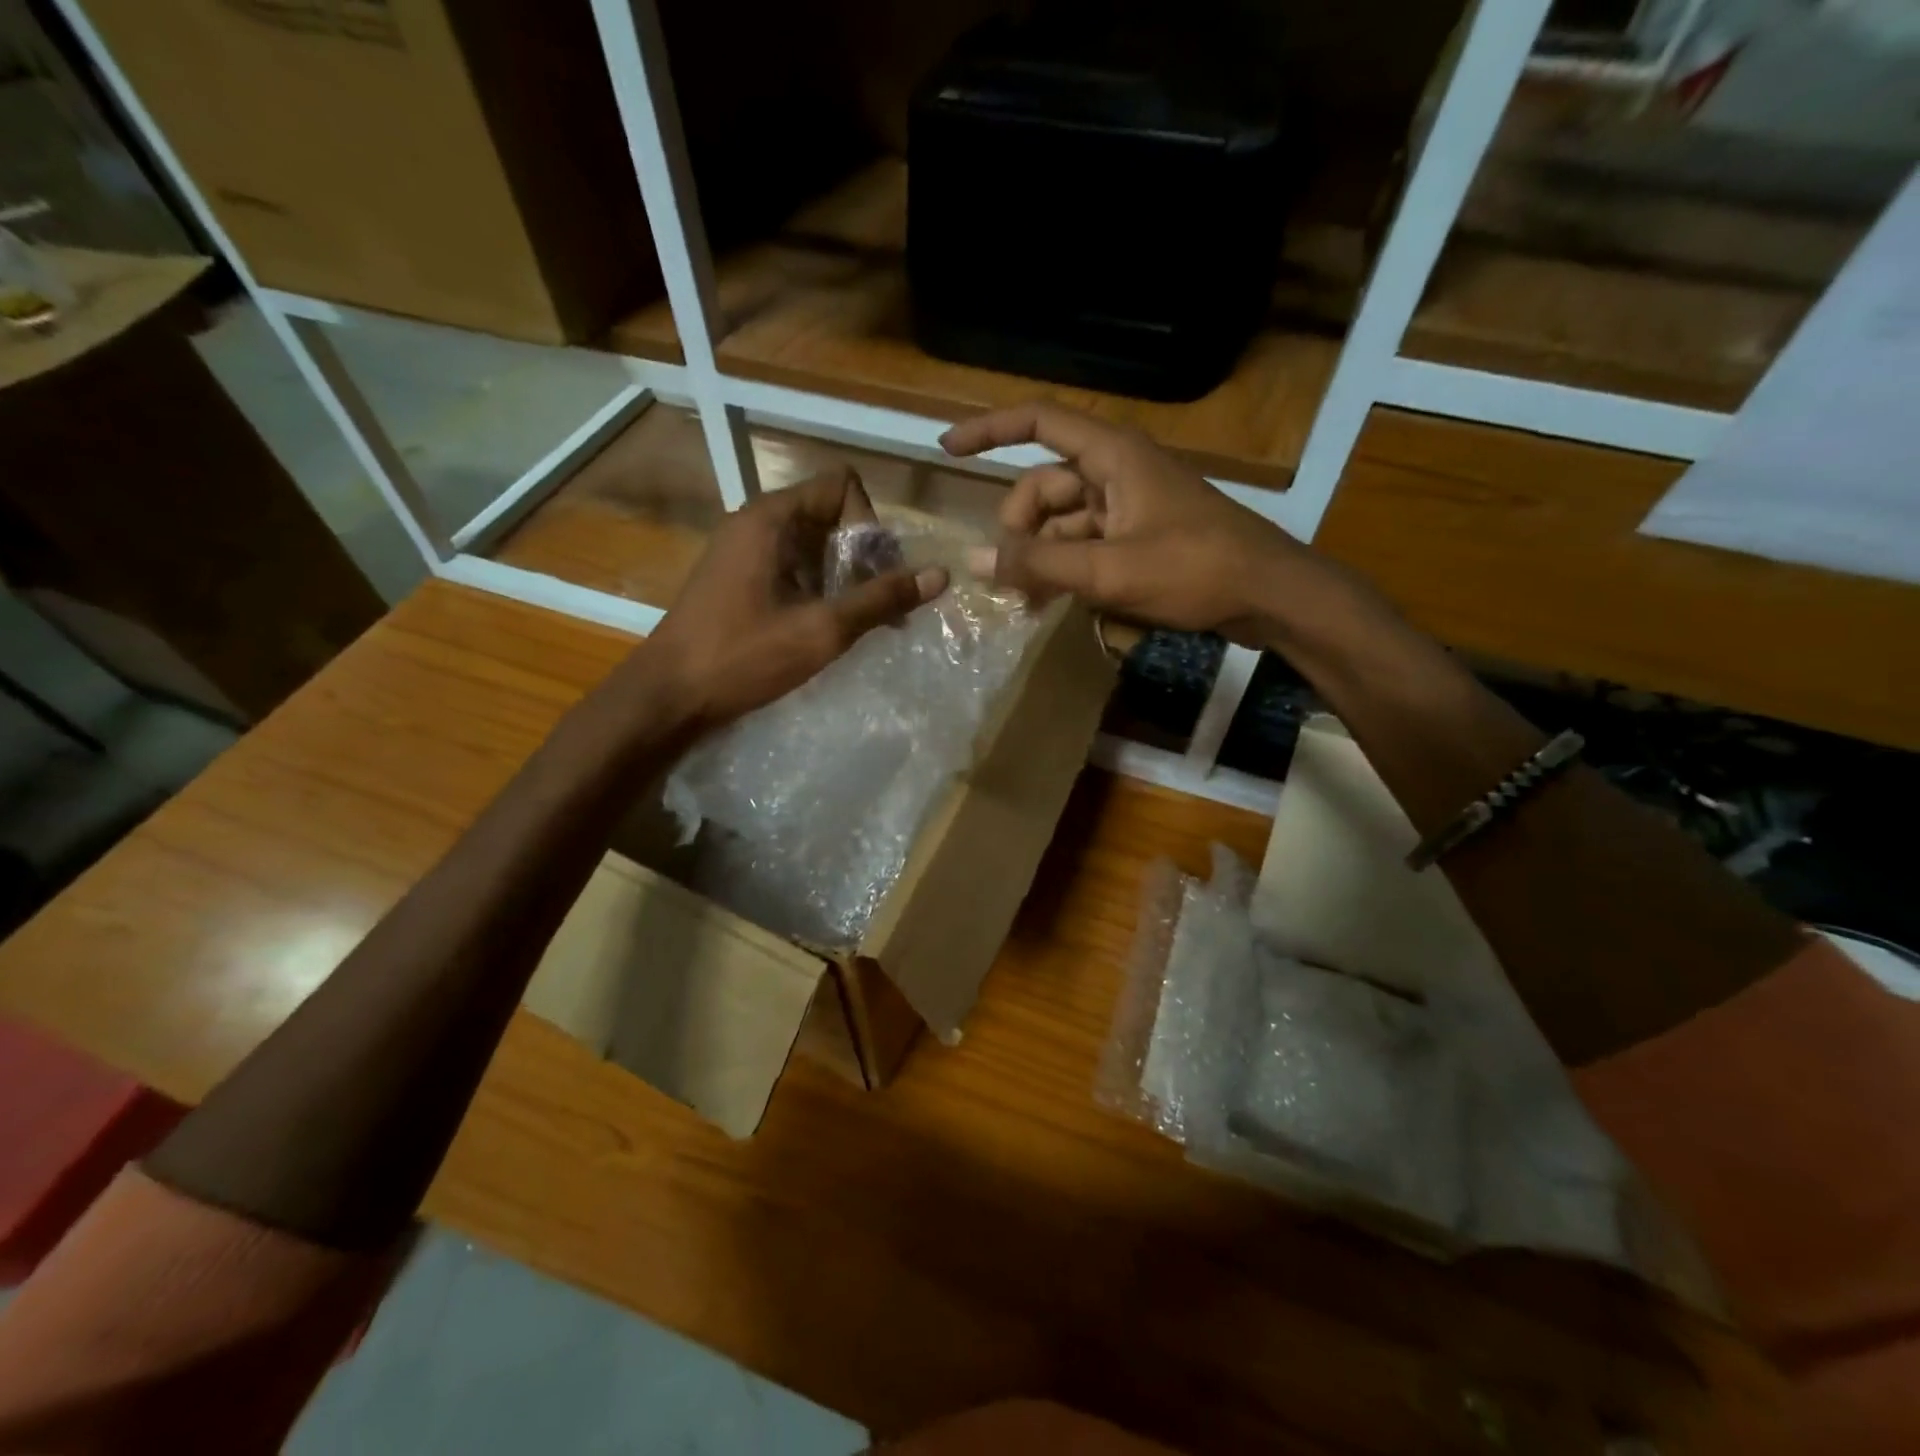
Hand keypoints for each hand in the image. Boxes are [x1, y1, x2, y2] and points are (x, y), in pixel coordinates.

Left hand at [642, 467, 947, 727]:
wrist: (669, 695)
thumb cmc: (744, 656)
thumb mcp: (822, 630)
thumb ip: (882, 599)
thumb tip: (940, 574)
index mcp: (772, 518)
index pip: (842, 486)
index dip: (870, 524)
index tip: (874, 575)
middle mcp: (756, 522)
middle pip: (830, 514)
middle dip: (863, 556)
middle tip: (877, 606)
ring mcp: (743, 550)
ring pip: (813, 544)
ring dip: (844, 577)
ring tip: (856, 624)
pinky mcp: (738, 578)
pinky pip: (792, 566)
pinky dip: (818, 588)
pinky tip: (823, 628)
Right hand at [941, 402, 1365, 647]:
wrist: (1268, 595)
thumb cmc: (1194, 569)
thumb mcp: (1109, 570)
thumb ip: (1039, 565)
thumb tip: (975, 562)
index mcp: (1112, 455)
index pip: (1038, 422)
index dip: (989, 430)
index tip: (946, 449)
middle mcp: (1116, 471)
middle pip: (1043, 486)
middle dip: (1018, 528)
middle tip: (1006, 576)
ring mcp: (1128, 505)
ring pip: (1062, 522)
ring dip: (1039, 557)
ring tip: (1024, 601)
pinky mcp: (1139, 535)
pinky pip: (1085, 543)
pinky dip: (1065, 569)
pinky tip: (1052, 603)